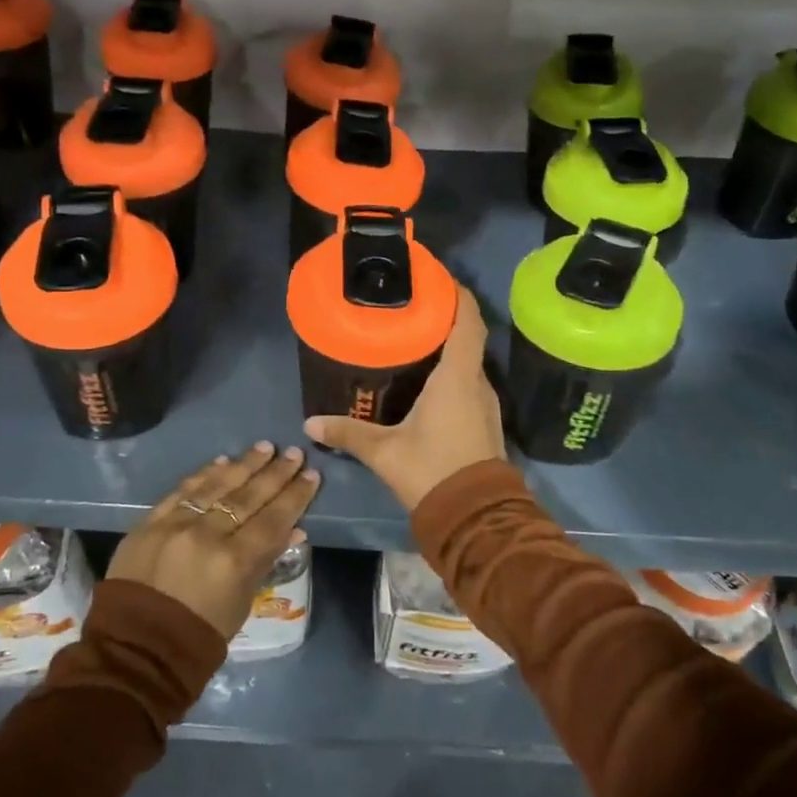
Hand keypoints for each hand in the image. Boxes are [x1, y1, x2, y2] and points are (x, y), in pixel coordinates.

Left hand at [106, 442, 319, 640]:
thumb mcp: (242, 603)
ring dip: (244, 464)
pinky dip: (205, 474)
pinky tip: (223, 461)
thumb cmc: (199, 636)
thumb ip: (264, 561)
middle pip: (249, 496)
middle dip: (275, 473)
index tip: (312, 474)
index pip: (274, 519)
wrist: (135, 649)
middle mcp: (208, 535)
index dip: (295, 496)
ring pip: (217, 485)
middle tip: (294, 453)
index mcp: (234, 562)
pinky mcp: (150, 522)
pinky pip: (183, 490)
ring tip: (264, 447)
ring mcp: (176, 525)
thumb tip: (293, 528)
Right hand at [304, 287, 504, 511]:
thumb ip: (348, 433)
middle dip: (445, 318)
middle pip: (468, 338)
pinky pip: (469, 384)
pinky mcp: (485, 422)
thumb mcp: (384, 452)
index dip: (458, 294)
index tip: (439, 277)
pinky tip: (428, 381)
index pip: (468, 321)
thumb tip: (310, 424)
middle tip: (412, 307)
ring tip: (415, 339)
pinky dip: (452, 372)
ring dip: (449, 348)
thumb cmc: (432, 471)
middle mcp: (478, 383)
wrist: (476, 519)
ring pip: (469, 363)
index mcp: (457, 377)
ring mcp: (486, 404)